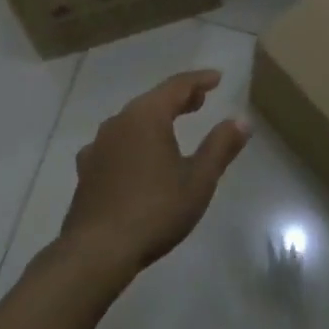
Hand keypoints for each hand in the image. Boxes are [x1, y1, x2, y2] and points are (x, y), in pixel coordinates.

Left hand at [59, 70, 249, 276]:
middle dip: (178, 98)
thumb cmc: (155, 210)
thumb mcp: (198, 180)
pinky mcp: (87, 169)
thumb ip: (220, 147)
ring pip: (132, 120)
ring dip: (155, 118)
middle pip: (152, 100)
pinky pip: (116, 142)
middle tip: (200, 100)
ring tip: (173, 126)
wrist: (97, 250)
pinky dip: (134, 140)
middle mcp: (118, 122)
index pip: (176, 86)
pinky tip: (137, 156)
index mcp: (146, 116)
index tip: (217, 78)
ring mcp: (98, 145)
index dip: (199, 80)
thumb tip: (241, 120)